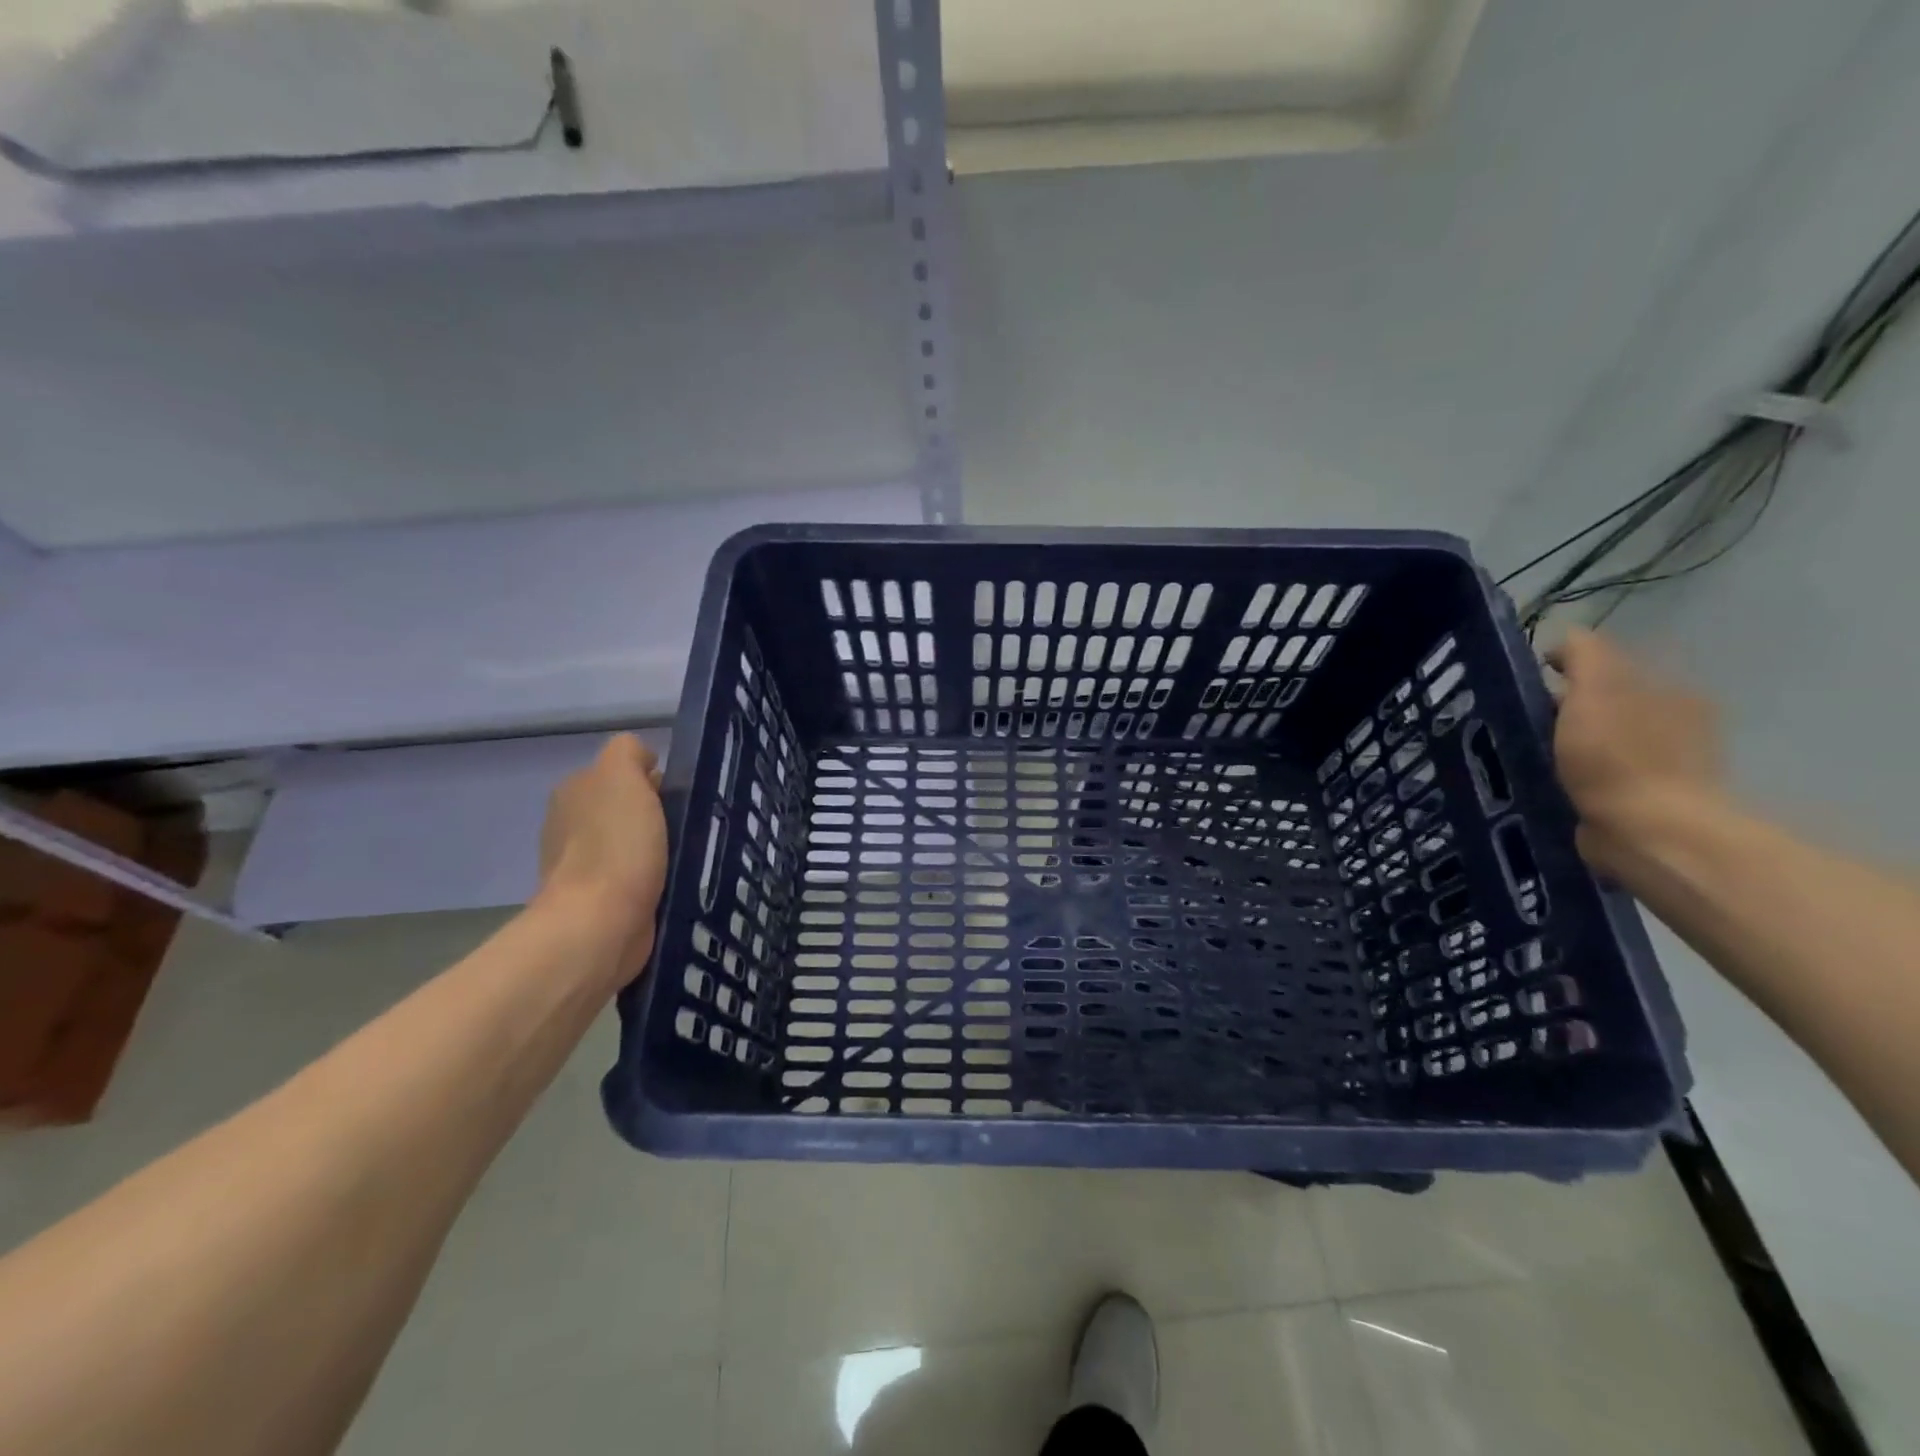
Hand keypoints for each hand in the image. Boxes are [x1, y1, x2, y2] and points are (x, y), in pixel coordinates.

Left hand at [537, 734, 668, 980]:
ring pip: (636, 841)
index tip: (676, 798)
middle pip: (629, 806)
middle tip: (686, 828)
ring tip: (686, 857)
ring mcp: (584, 865)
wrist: (600, 924)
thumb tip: (645, 764)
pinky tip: (672, 883)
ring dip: (660, 848)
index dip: (653, 779)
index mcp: (575, 791)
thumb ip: (629, 753)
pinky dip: (655, 877)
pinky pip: (638, 876)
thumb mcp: (622, 775)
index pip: (623, 770)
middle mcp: (572, 823)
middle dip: (658, 814)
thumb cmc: (616, 845)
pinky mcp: (602, 900)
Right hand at [1546, 628, 1725, 876]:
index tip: (1530, 683)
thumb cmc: (1617, 755)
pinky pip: (1600, 777)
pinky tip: (1551, 784)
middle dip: (1568, 708)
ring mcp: (1665, 766)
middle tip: (1523, 722)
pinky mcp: (1644, 803)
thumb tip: (1565, 639)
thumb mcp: (1595, 689)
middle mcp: (1676, 723)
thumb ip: (1584, 655)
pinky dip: (1576, 777)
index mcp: (1669, 690)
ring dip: (1570, 744)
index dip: (1567, 668)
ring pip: (1602, 741)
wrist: (1647, 832)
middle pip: (1608, 703)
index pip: (1613, 665)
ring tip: (1528, 756)